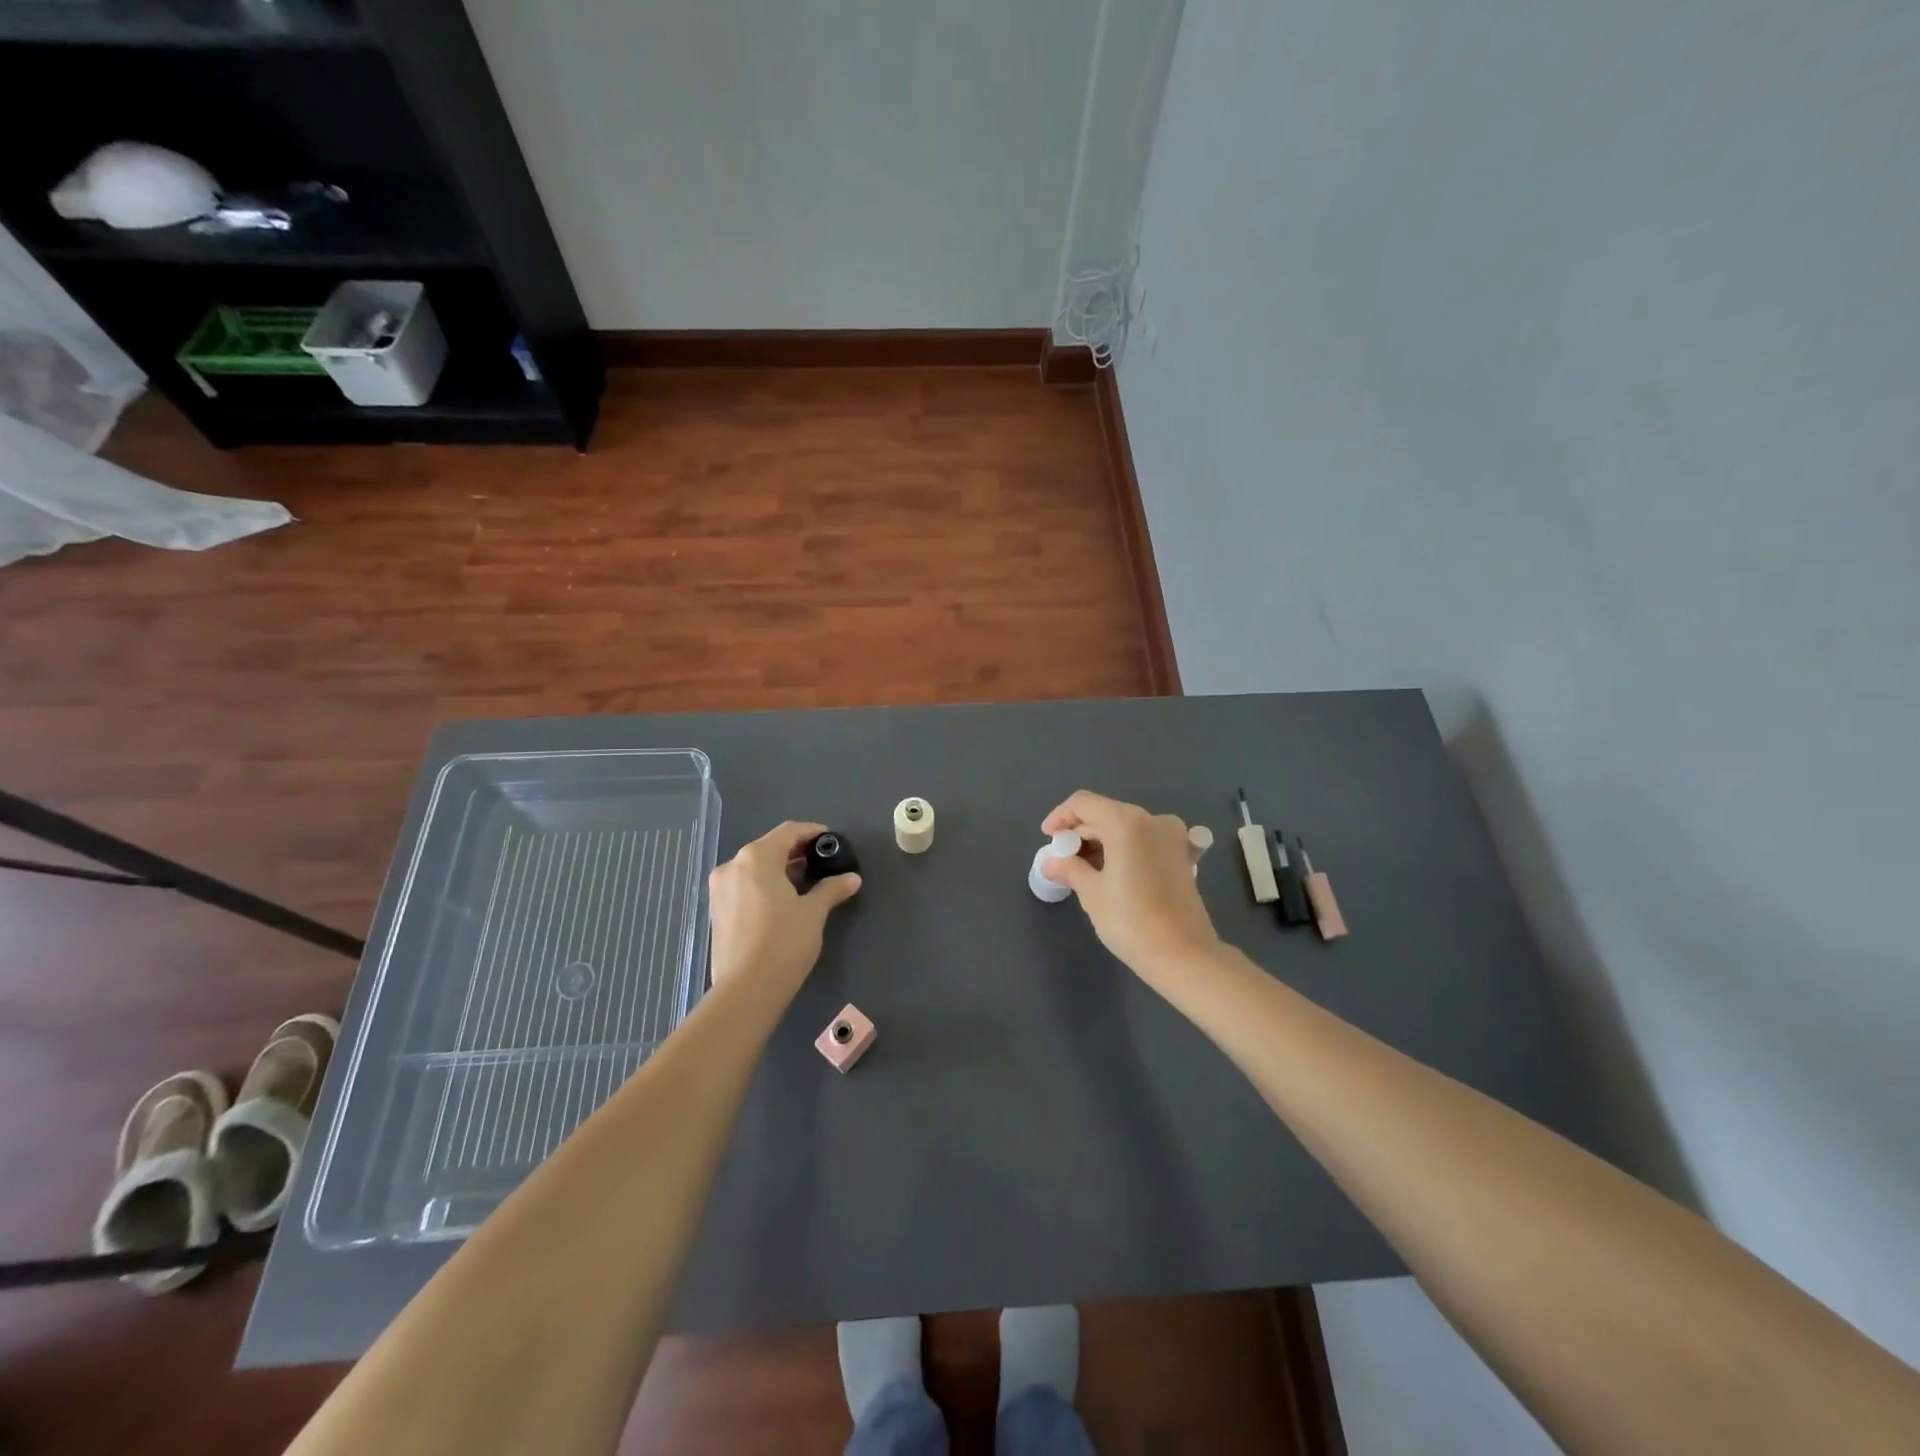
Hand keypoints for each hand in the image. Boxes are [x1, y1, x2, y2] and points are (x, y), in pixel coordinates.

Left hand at [708, 822, 861, 993]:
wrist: (746, 990)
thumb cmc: (784, 942)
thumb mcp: (813, 912)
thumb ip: (831, 889)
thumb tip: (852, 878)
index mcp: (756, 857)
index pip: (789, 832)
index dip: (812, 832)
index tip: (831, 841)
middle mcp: (732, 866)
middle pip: (769, 848)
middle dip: (796, 852)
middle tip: (821, 864)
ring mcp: (720, 890)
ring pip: (754, 868)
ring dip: (779, 870)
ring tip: (806, 884)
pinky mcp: (716, 912)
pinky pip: (744, 886)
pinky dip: (764, 886)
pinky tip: (783, 902)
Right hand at [1040, 791, 1221, 980]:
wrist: (1184, 956)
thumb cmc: (1132, 922)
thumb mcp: (1092, 893)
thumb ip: (1069, 869)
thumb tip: (1050, 862)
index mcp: (1127, 822)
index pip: (1084, 804)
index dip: (1060, 817)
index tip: (1048, 840)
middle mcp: (1152, 820)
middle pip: (1106, 814)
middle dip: (1080, 833)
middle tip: (1062, 860)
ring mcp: (1172, 836)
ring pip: (1125, 827)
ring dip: (1101, 842)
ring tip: (1082, 870)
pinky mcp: (1181, 855)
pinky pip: (1143, 840)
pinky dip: (1122, 849)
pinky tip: (1109, 873)